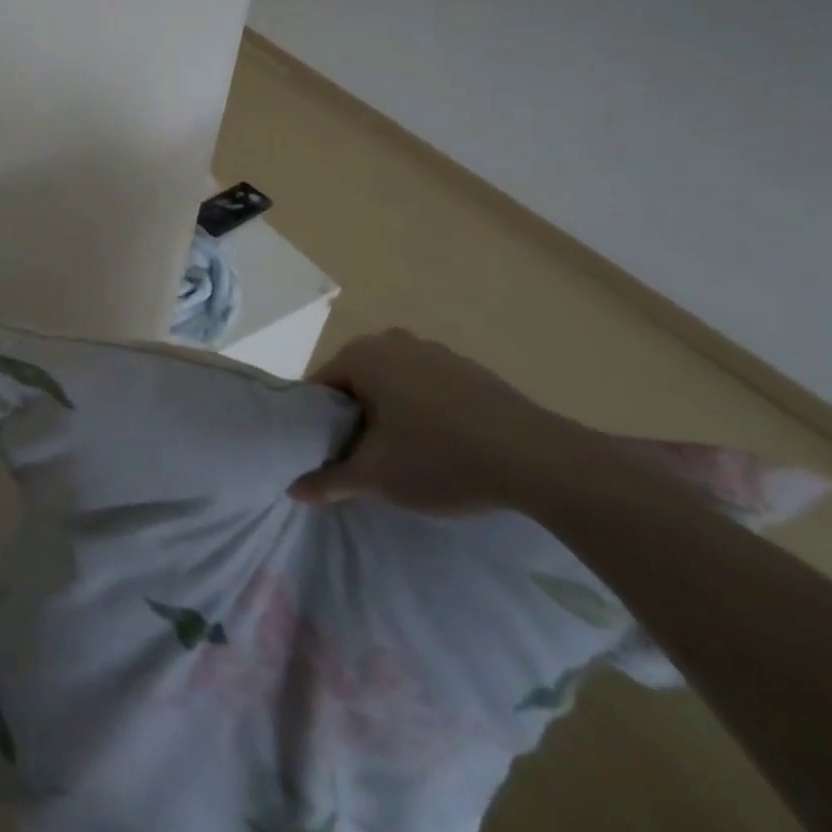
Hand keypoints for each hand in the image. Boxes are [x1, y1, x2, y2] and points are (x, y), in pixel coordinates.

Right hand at [288, 329, 586, 512]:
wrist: (538, 459)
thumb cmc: (441, 459)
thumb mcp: (377, 477)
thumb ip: (329, 481)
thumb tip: (293, 490)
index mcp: (362, 355)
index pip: (320, 387)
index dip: (317, 424)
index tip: (328, 457)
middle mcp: (392, 341)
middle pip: (356, 382)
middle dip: (354, 418)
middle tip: (363, 460)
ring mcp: (434, 350)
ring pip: (392, 383)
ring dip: (388, 414)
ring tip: (403, 457)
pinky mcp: (468, 368)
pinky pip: (426, 386)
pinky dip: (422, 410)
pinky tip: (442, 446)